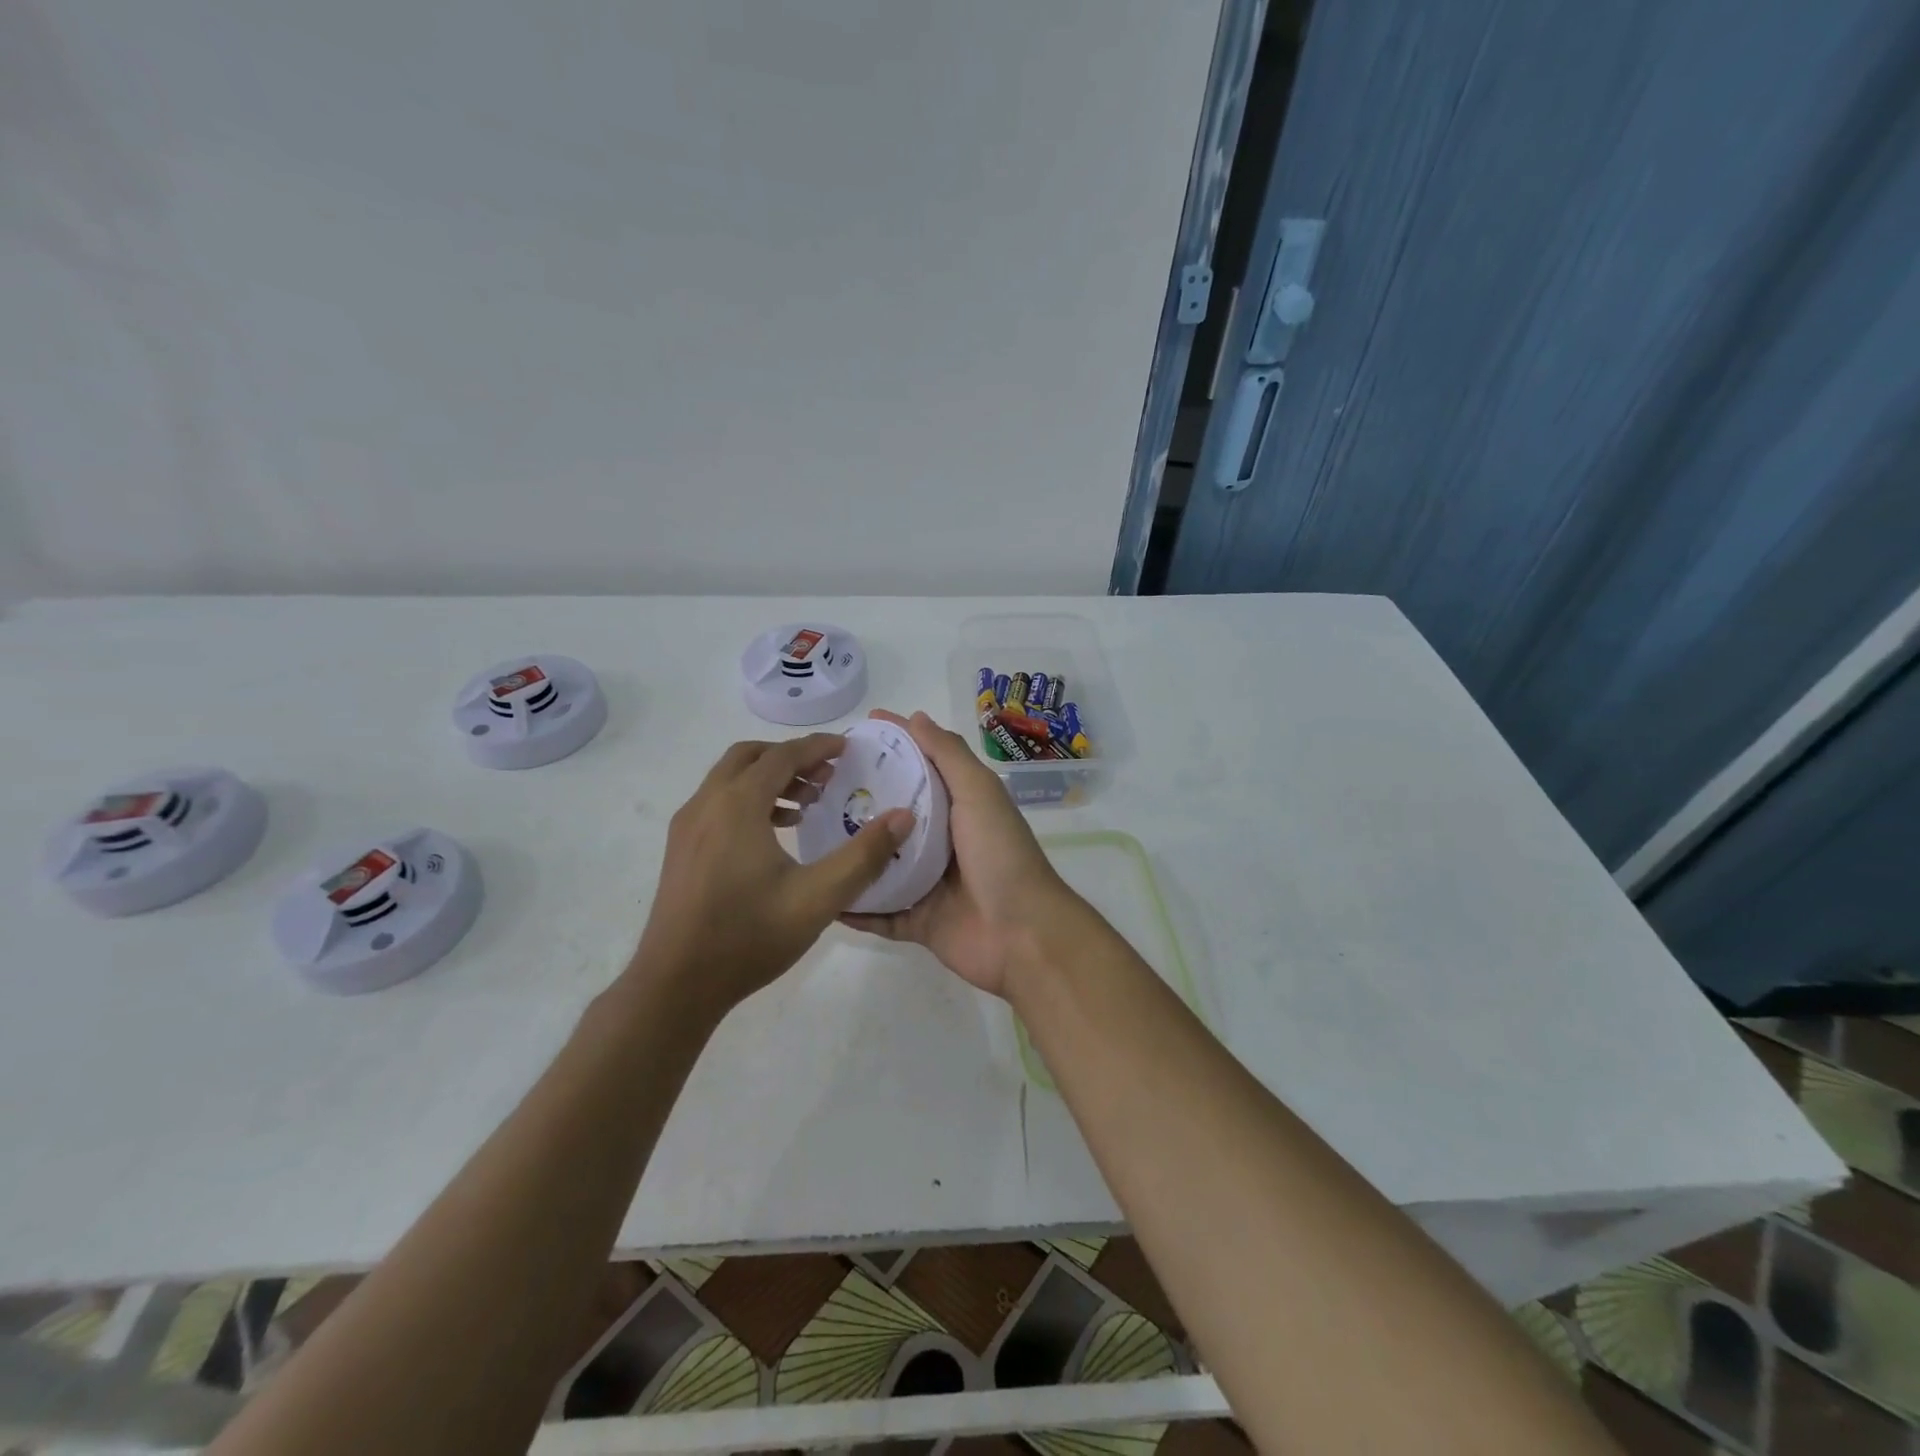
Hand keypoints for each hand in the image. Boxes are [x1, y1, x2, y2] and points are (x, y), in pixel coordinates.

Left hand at [631, 733, 912, 1014]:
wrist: (676, 984)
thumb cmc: (749, 936)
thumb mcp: (819, 897)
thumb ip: (864, 855)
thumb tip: (903, 817)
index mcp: (737, 805)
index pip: (782, 756)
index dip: (817, 748)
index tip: (847, 747)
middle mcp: (706, 804)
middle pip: (750, 757)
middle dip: (791, 758)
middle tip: (828, 775)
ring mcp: (687, 827)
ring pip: (730, 780)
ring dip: (769, 779)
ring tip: (807, 804)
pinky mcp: (681, 849)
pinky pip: (718, 803)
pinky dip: (749, 800)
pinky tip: (775, 833)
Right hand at [840, 710, 1084, 998]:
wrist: (1022, 934)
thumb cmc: (1001, 854)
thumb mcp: (979, 793)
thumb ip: (949, 756)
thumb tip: (916, 717)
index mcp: (958, 808)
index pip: (920, 766)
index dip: (893, 746)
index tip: (855, 731)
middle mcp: (942, 842)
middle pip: (893, 815)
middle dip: (860, 799)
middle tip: (816, 786)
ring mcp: (928, 884)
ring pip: (880, 865)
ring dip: (852, 854)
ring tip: (807, 837)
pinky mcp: (918, 922)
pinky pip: (879, 915)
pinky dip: (855, 908)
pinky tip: (822, 895)